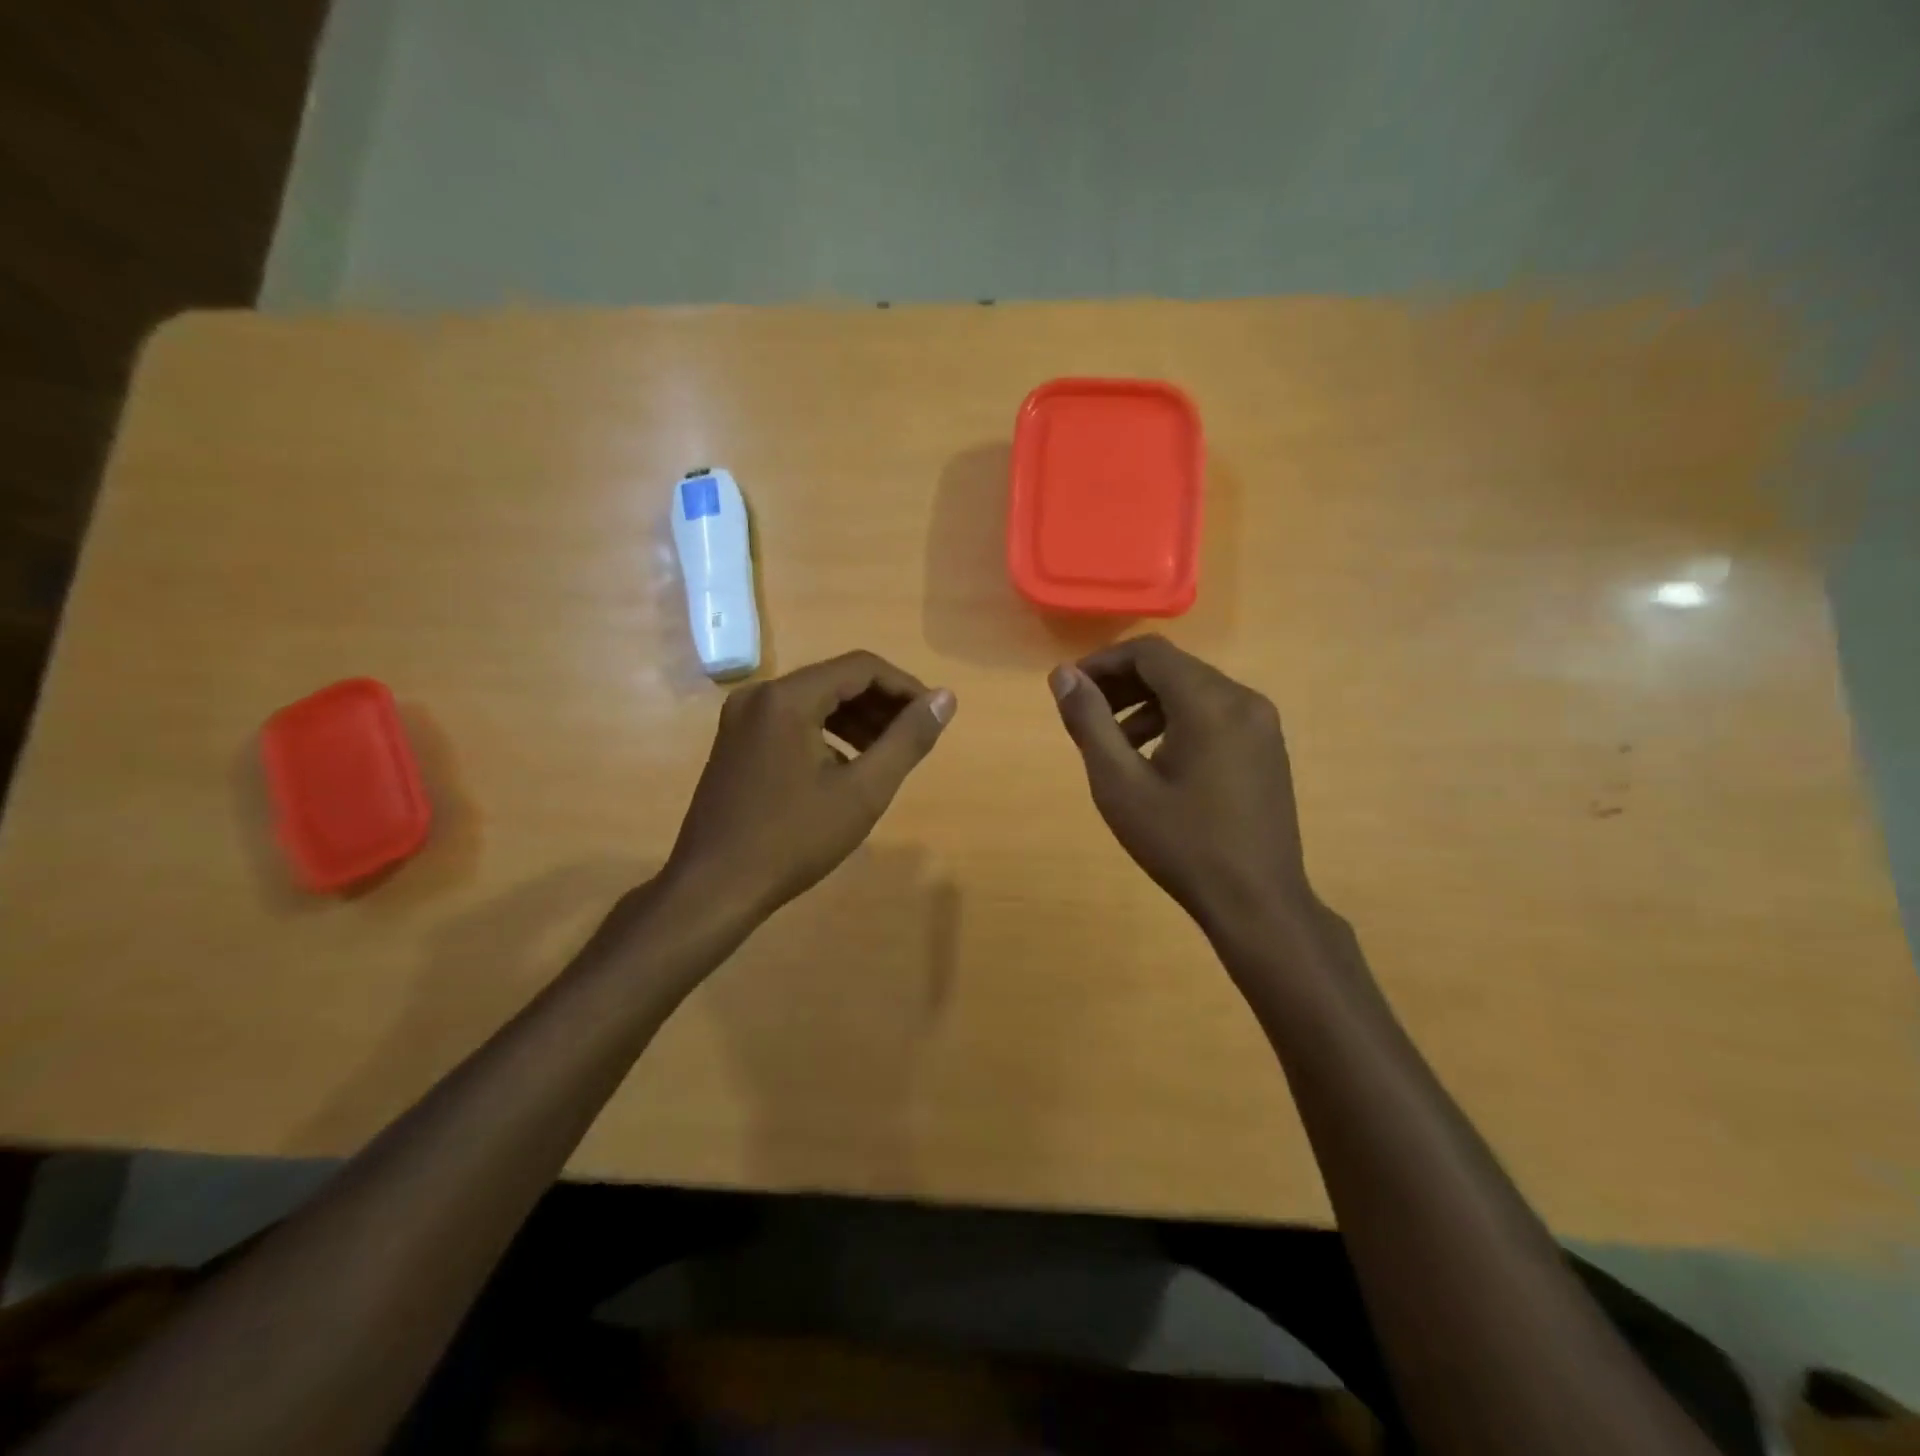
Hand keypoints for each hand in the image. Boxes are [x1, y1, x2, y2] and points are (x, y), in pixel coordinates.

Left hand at [665, 651, 955, 922]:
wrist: (714, 887)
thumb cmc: (793, 839)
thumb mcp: (863, 791)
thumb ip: (907, 740)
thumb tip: (946, 698)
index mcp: (787, 698)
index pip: (861, 667)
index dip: (905, 687)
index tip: (933, 715)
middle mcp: (759, 695)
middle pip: (835, 680)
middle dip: (881, 704)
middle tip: (915, 736)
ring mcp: (741, 718)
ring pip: (814, 701)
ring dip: (856, 718)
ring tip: (888, 752)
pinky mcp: (735, 742)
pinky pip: (791, 721)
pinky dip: (827, 733)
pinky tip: (847, 766)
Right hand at [1050, 636, 1317, 942]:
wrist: (1257, 902)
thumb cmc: (1181, 844)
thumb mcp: (1119, 784)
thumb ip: (1089, 722)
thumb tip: (1063, 674)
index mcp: (1209, 703)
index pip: (1149, 653)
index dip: (1104, 663)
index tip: (1072, 689)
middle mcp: (1243, 699)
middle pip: (1174, 668)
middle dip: (1124, 683)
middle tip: (1087, 714)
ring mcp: (1262, 723)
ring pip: (1195, 690)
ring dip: (1149, 704)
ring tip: (1115, 742)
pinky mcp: (1267, 747)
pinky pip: (1215, 713)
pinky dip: (1178, 720)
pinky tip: (1155, 759)